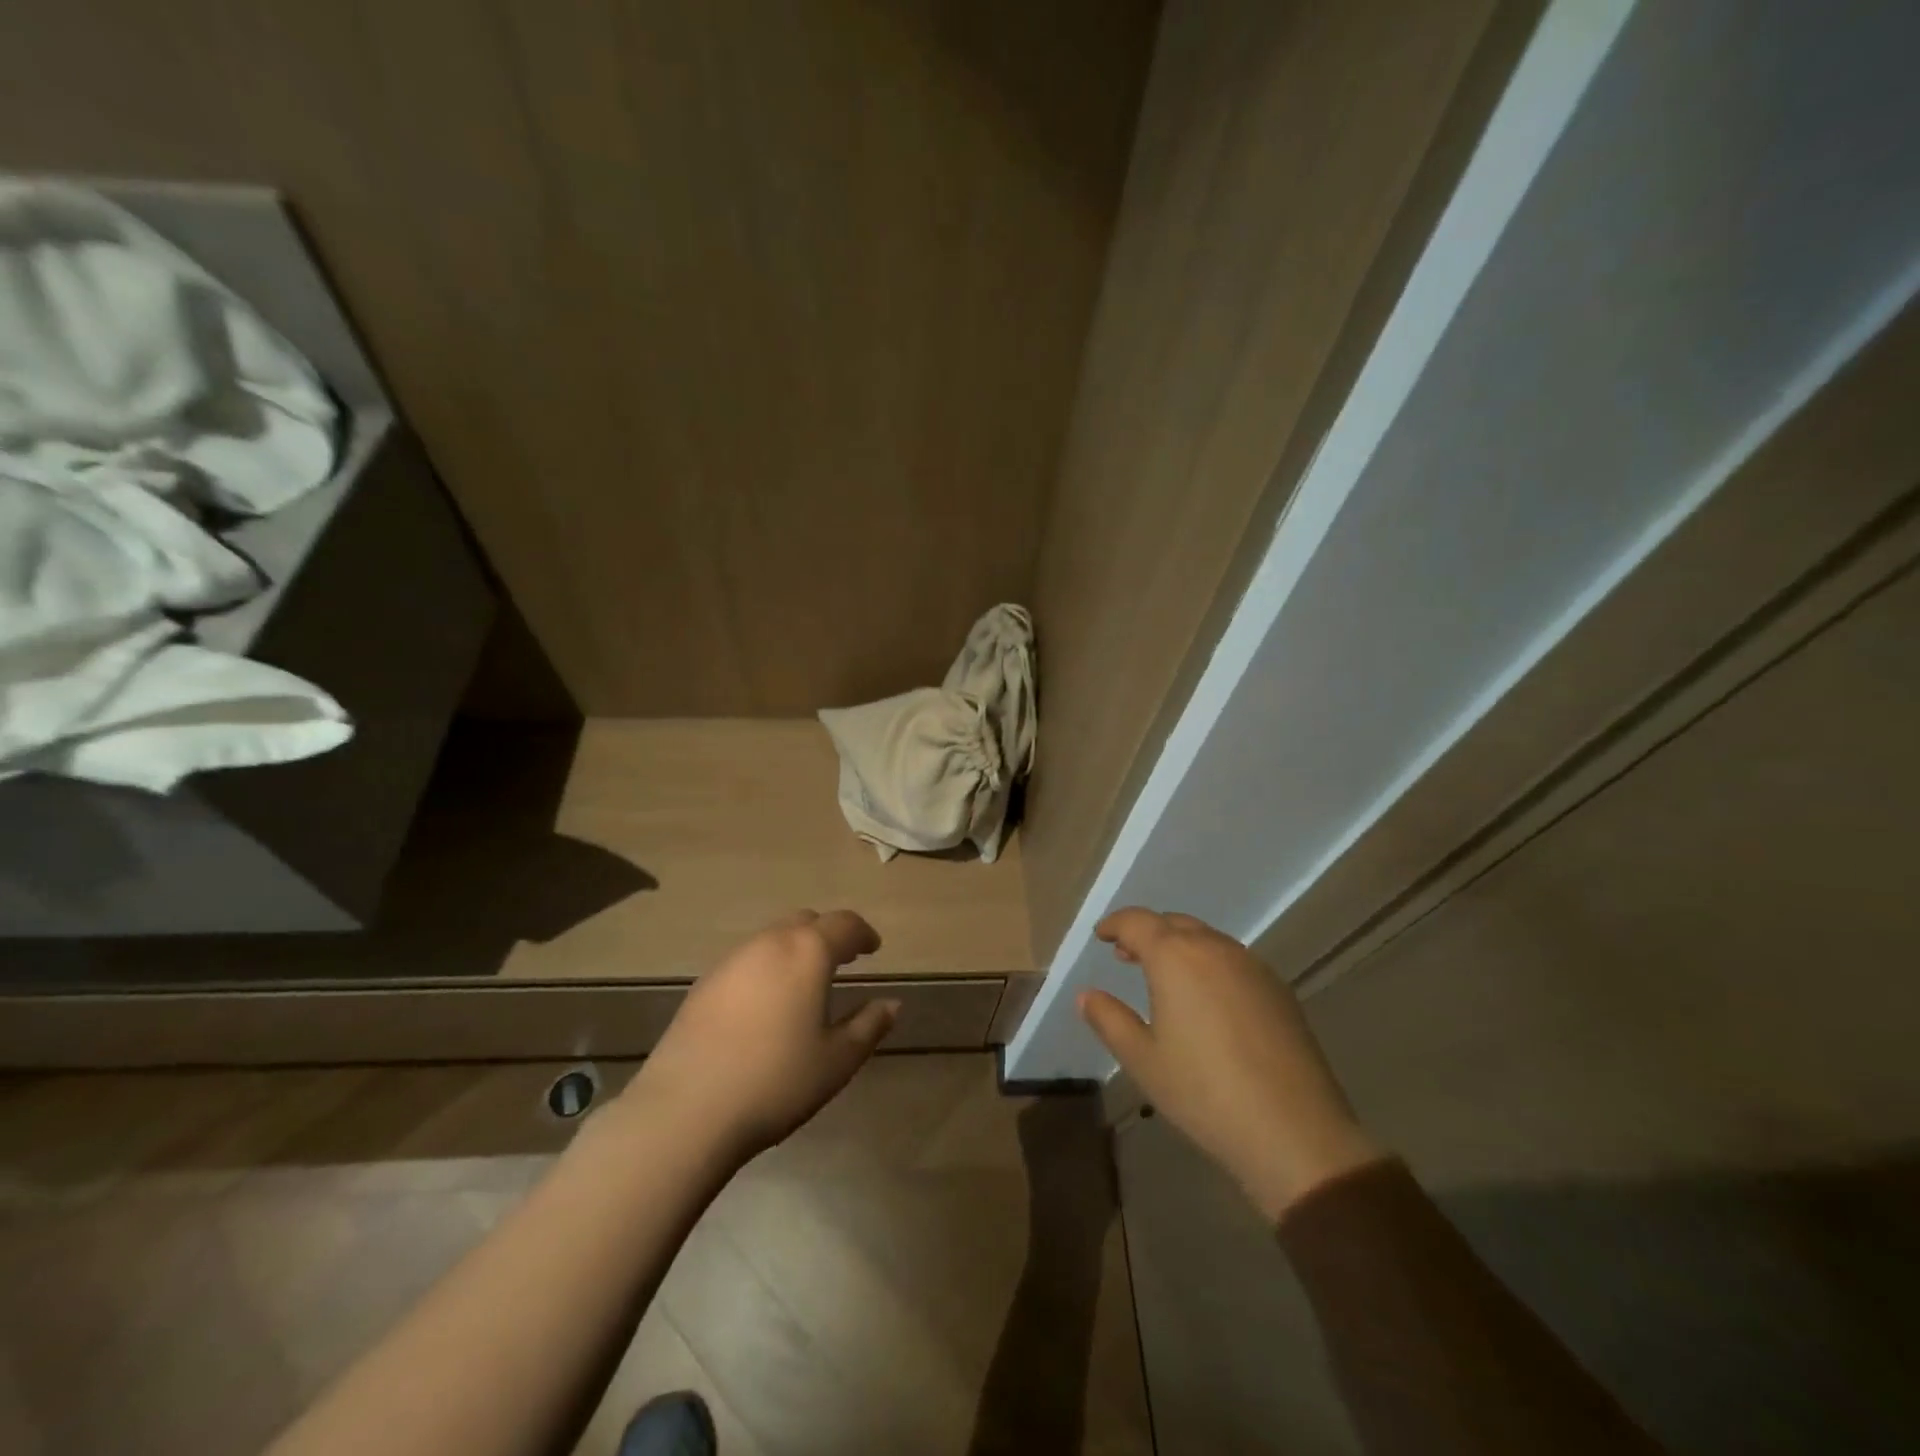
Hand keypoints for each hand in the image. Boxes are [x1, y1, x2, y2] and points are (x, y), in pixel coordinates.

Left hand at [620, 910, 899, 1160]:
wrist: (685, 1111)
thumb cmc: (775, 1081)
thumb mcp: (837, 1060)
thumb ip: (869, 1025)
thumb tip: (891, 1003)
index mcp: (807, 952)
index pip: (844, 924)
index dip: (863, 933)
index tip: (873, 948)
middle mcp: (769, 943)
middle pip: (805, 921)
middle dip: (828, 935)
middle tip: (843, 959)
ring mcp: (731, 961)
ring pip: (772, 938)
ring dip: (795, 949)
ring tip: (805, 982)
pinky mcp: (703, 984)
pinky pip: (747, 960)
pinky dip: (767, 967)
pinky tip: (766, 1003)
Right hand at [1077, 907, 1382, 1220]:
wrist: (1294, 1131)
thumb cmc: (1204, 1093)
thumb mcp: (1143, 1060)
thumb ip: (1109, 1020)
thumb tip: (1087, 995)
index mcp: (1175, 957)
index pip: (1138, 921)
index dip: (1115, 924)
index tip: (1102, 935)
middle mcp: (1214, 949)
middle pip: (1174, 923)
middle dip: (1147, 933)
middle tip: (1126, 955)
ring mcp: (1252, 966)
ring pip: (1207, 939)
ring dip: (1180, 947)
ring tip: (1165, 977)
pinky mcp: (1278, 990)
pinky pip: (1233, 960)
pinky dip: (1209, 964)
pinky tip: (1206, 1000)